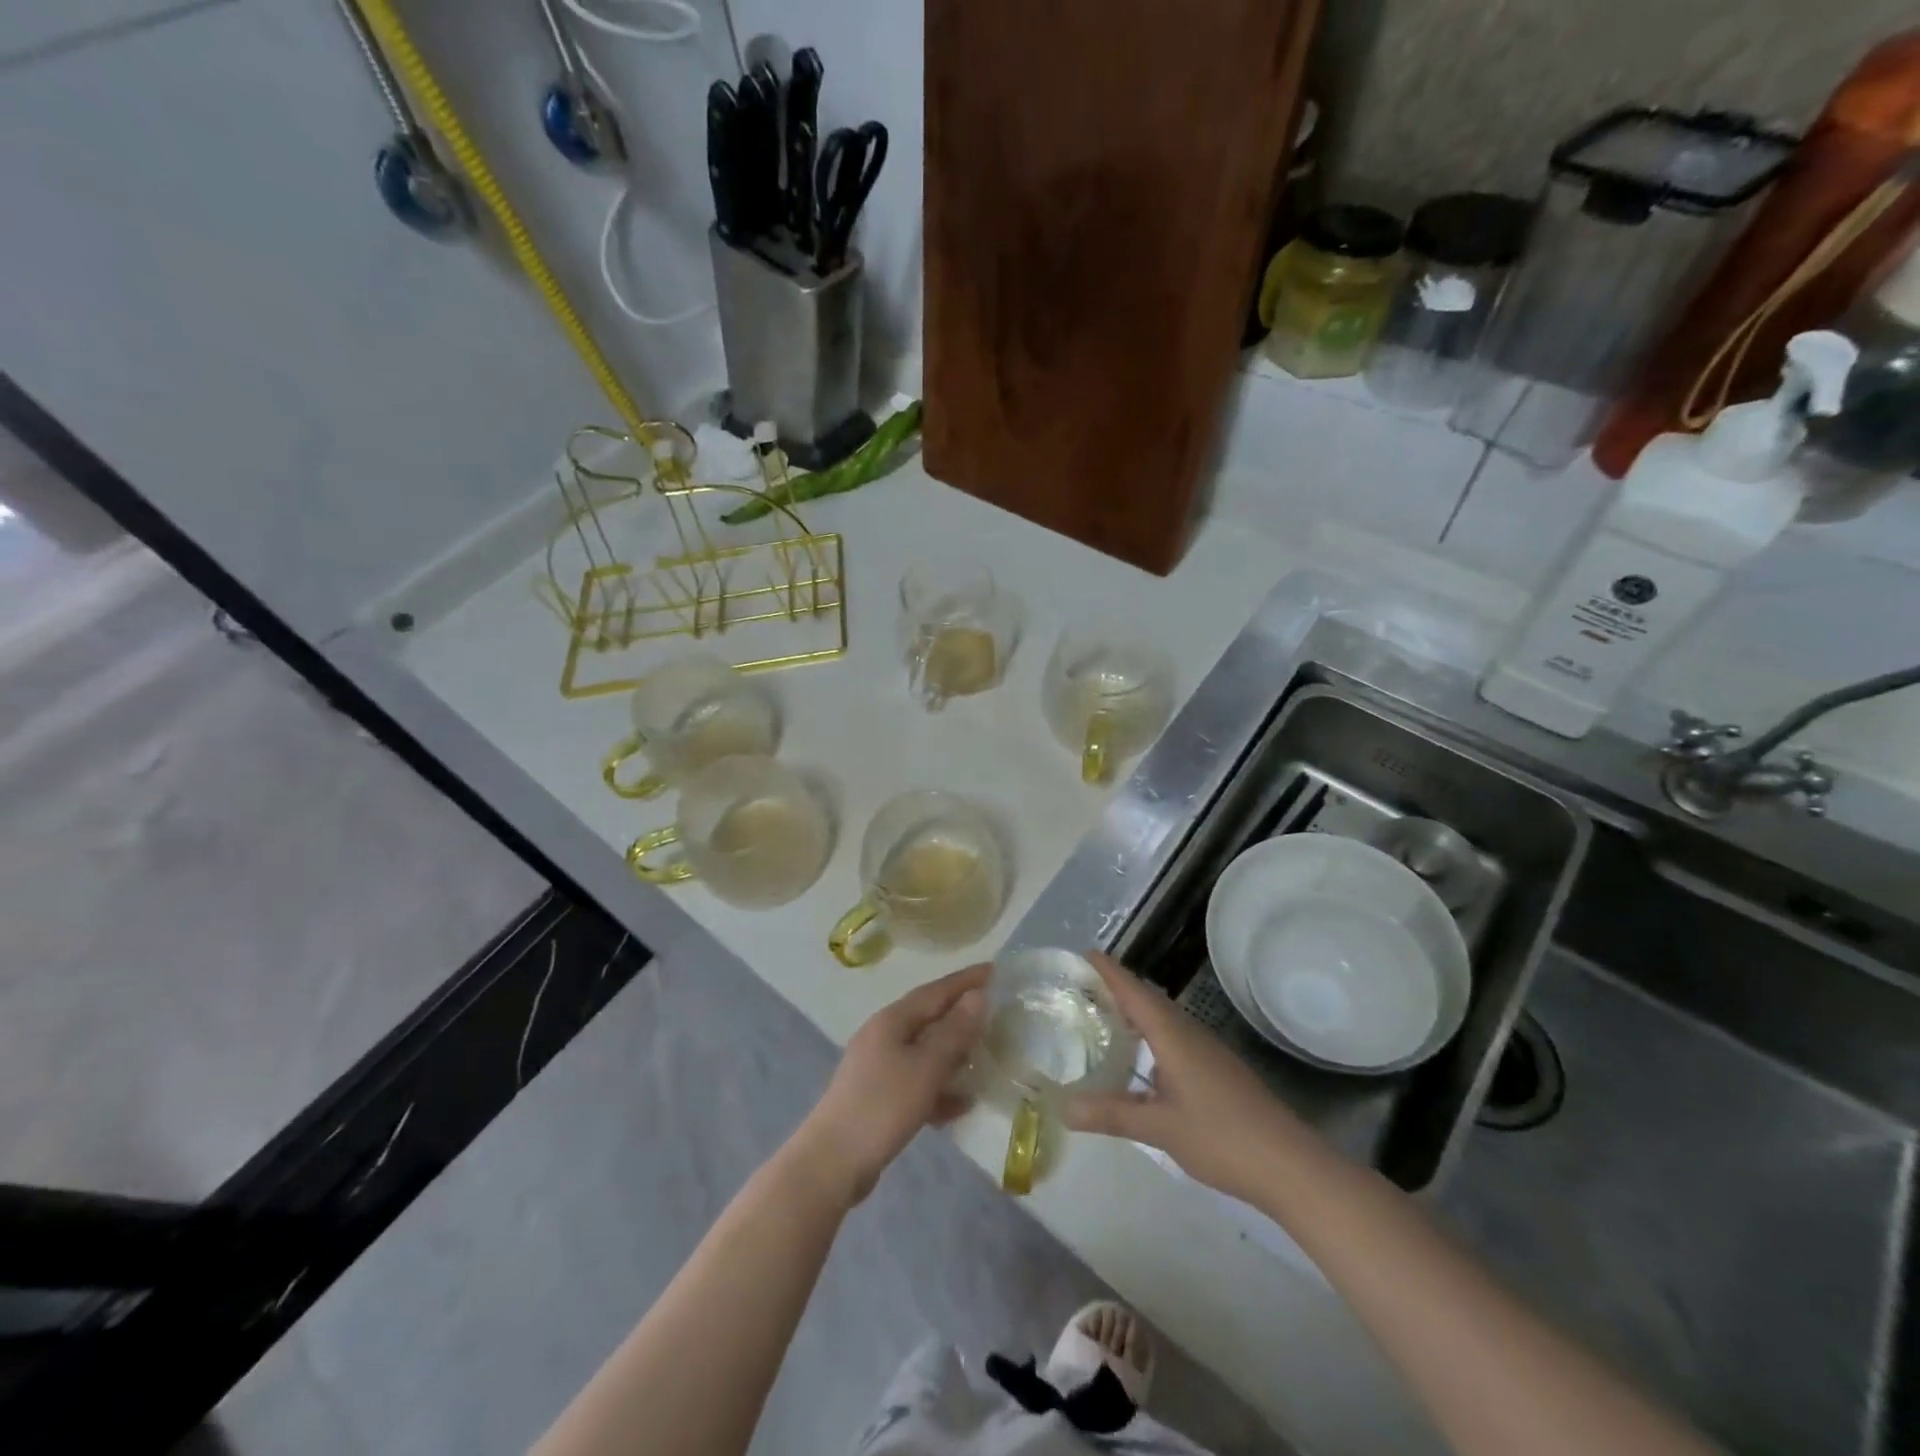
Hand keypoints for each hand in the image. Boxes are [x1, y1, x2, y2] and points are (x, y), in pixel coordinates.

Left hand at [792, 963, 989, 1206]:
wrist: (831, 1164)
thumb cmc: (882, 1107)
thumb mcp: (925, 1068)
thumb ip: (953, 1032)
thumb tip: (978, 996)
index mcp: (892, 1020)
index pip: (936, 990)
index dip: (966, 980)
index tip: (996, 970)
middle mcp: (883, 1035)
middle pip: (930, 1018)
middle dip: (963, 1016)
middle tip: (998, 1015)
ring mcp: (878, 1067)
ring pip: (924, 1051)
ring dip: (954, 1054)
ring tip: (986, 1059)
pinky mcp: (878, 1097)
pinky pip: (917, 1081)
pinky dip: (939, 1087)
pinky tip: (962, 1105)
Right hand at [1064, 952, 1306, 1203]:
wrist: (1289, 1165)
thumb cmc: (1222, 1137)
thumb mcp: (1160, 1128)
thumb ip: (1111, 1115)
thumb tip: (1063, 1108)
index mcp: (1173, 1035)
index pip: (1134, 991)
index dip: (1109, 971)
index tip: (1084, 954)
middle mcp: (1189, 1033)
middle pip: (1148, 999)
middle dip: (1117, 988)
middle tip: (1082, 986)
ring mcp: (1206, 1051)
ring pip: (1163, 1019)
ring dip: (1135, 1012)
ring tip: (1104, 1017)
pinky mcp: (1216, 1071)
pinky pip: (1174, 1038)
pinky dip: (1150, 1036)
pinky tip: (1141, 1061)